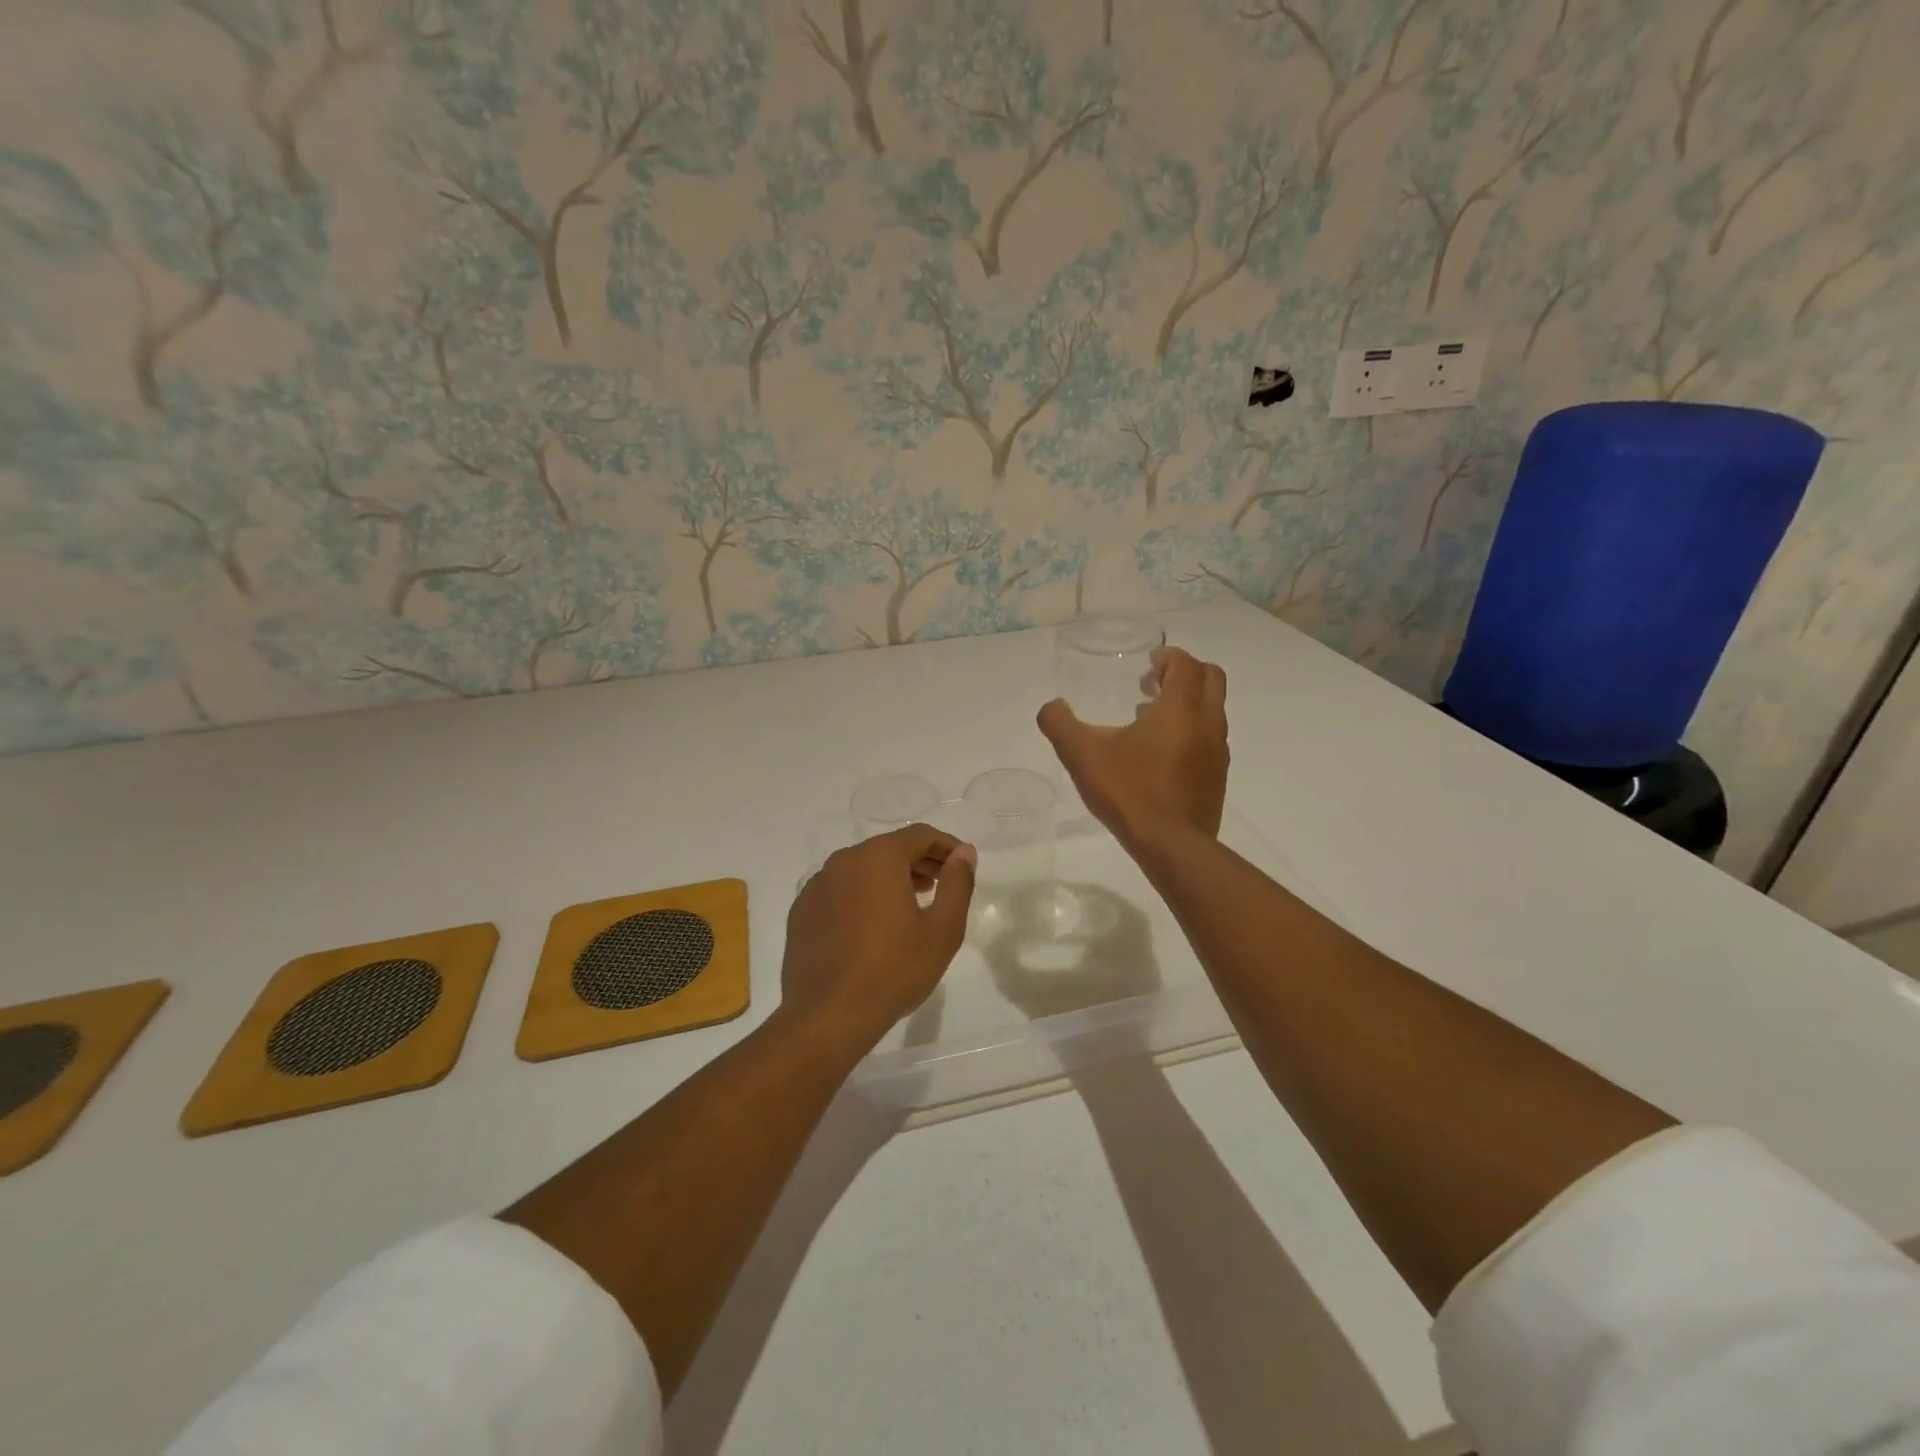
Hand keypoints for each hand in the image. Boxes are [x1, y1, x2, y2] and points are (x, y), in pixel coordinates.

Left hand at [781, 824, 976, 1050]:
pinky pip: (839, 891)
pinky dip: (861, 897)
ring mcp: (817, 886)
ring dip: (890, 879)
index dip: (946, 846)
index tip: (962, 865)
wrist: (828, 1016)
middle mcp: (843, 861)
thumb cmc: (894, 970)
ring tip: (911, 905)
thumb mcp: (943, 929)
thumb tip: (964, 852)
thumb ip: (958, 883)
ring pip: (862, 869)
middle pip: (888, 848)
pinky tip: (872, 927)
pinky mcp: (801, 912)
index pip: (919, 835)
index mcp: (878, 857)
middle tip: (941, 885)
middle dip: (919, 861)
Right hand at [1038, 646, 1228, 856]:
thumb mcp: (1083, 756)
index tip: (1147, 663)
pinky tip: (1158, 754)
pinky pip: (1209, 738)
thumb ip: (1061, 725)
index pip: (1186, 664)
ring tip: (1148, 718)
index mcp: (1181, 708)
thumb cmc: (1130, 792)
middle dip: (1184, 673)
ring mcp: (1218, 752)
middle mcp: (1207, 723)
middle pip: (1211, 679)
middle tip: (1152, 684)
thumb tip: (1051, 707)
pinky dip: (1190, 730)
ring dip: (1186, 703)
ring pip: (1212, 710)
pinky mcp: (1218, 777)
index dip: (1168, 657)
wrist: (1172, 846)